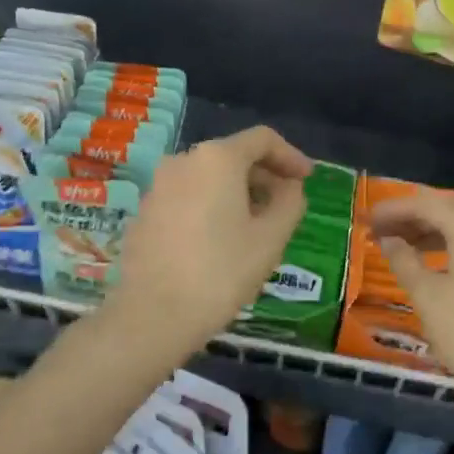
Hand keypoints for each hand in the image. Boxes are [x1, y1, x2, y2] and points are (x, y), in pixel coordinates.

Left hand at [105, 126, 312, 360]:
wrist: (152, 315)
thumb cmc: (220, 272)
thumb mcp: (271, 238)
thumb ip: (289, 202)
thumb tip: (289, 187)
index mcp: (217, 158)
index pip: (262, 139)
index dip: (290, 156)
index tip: (307, 179)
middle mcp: (183, 160)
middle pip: (233, 156)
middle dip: (264, 176)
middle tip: (285, 207)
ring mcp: (159, 186)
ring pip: (208, 177)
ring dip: (237, 193)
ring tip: (256, 226)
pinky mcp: (145, 212)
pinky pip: (188, 196)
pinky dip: (211, 206)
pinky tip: (221, 240)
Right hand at [369, 191, 453, 420]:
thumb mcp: (429, 298)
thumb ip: (404, 261)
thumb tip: (389, 240)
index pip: (424, 204)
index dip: (392, 210)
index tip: (365, 219)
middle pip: (448, 210)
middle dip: (412, 218)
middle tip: (379, 231)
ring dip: (432, 233)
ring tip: (400, 247)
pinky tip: (436, 265)